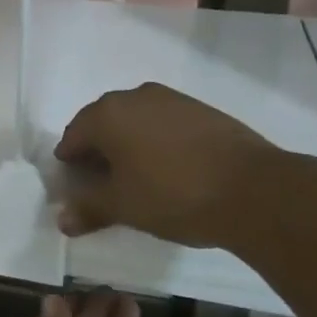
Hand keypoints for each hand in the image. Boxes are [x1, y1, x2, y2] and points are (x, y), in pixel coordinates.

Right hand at [53, 82, 280, 248]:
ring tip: (139, 178)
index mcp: (107, 114)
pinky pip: (163, 122)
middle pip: (102, 123)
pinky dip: (157, 141)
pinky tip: (170, 168)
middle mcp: (134, 96)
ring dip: (129, 144)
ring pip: (135, 121)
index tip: (77, 188)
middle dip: (98, 151)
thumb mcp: (124, 207)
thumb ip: (88, 208)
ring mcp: (170, 99)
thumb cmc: (174, 195)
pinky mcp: (200, 108)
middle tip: (104, 185)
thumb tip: (61, 219)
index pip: (73, 136)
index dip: (70, 163)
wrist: (255, 190)